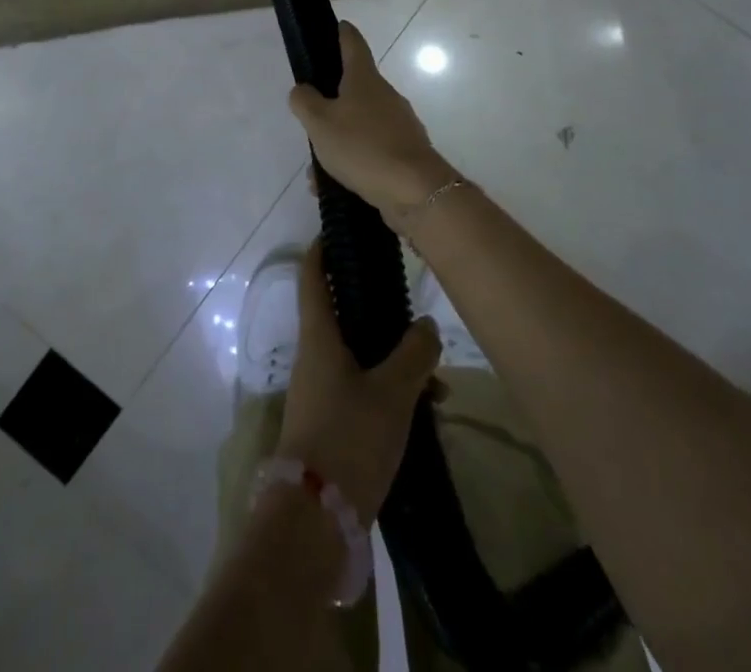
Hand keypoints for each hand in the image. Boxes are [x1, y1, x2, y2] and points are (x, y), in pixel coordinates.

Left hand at [277, 243, 440, 522]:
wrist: (315, 519)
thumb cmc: (349, 437)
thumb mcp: (392, 392)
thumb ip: (413, 353)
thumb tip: (426, 324)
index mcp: (319, 336)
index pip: (313, 276)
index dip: (323, 249)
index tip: (340, 230)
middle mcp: (315, 356)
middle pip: (343, 315)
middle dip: (377, 309)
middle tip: (411, 303)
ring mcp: (321, 390)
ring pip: (359, 356)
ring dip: (393, 359)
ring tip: (436, 379)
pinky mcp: (330, 422)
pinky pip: (362, 389)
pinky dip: (390, 390)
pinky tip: (426, 410)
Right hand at [288, 22, 454, 215]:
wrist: (415, 190)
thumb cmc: (362, 147)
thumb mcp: (320, 123)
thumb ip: (304, 102)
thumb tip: (303, 89)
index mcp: (364, 79)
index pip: (353, 43)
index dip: (342, 33)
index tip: (336, 26)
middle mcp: (385, 95)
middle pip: (355, 87)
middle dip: (332, 101)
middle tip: (310, 116)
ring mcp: (399, 123)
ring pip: (360, 124)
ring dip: (339, 139)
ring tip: (316, 168)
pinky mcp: (406, 151)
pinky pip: (371, 149)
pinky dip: (353, 161)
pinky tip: (335, 185)